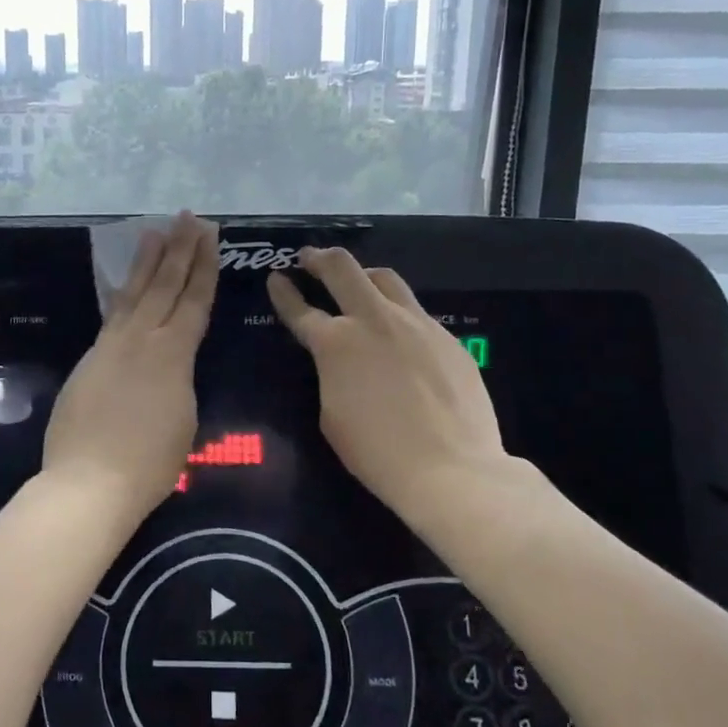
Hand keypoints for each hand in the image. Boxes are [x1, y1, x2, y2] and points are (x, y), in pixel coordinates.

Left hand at [42, 213, 218, 513]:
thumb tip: (172, 365)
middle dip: (179, 249)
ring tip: (154, 231)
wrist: (89, 482)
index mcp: (173, 354)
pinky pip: (111, 315)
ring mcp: (111, 346)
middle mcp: (142, 339)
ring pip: (133, 293)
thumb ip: (180, 381)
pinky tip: (123, 285)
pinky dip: (121, 294)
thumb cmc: (149, 463)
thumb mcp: (184, 420)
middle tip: (187, 218)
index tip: (209, 236)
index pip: (193, 300)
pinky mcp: (89, 360)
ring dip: (146, 261)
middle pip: (164, 285)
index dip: (203, 267)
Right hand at [268, 247, 518, 520]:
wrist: (452, 469)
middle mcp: (373, 320)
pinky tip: (399, 332)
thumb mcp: (331, 414)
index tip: (275, 278)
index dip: (283, 292)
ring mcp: (415, 323)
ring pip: (384, 278)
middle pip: (342, 268)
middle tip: (309, 258)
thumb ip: (330, 375)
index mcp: (336, 343)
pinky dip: (397, 311)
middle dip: (319, 258)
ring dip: (362, 274)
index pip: (300, 308)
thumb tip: (338, 363)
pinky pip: (415, 311)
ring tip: (356, 281)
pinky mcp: (446, 336)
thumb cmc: (377, 452)